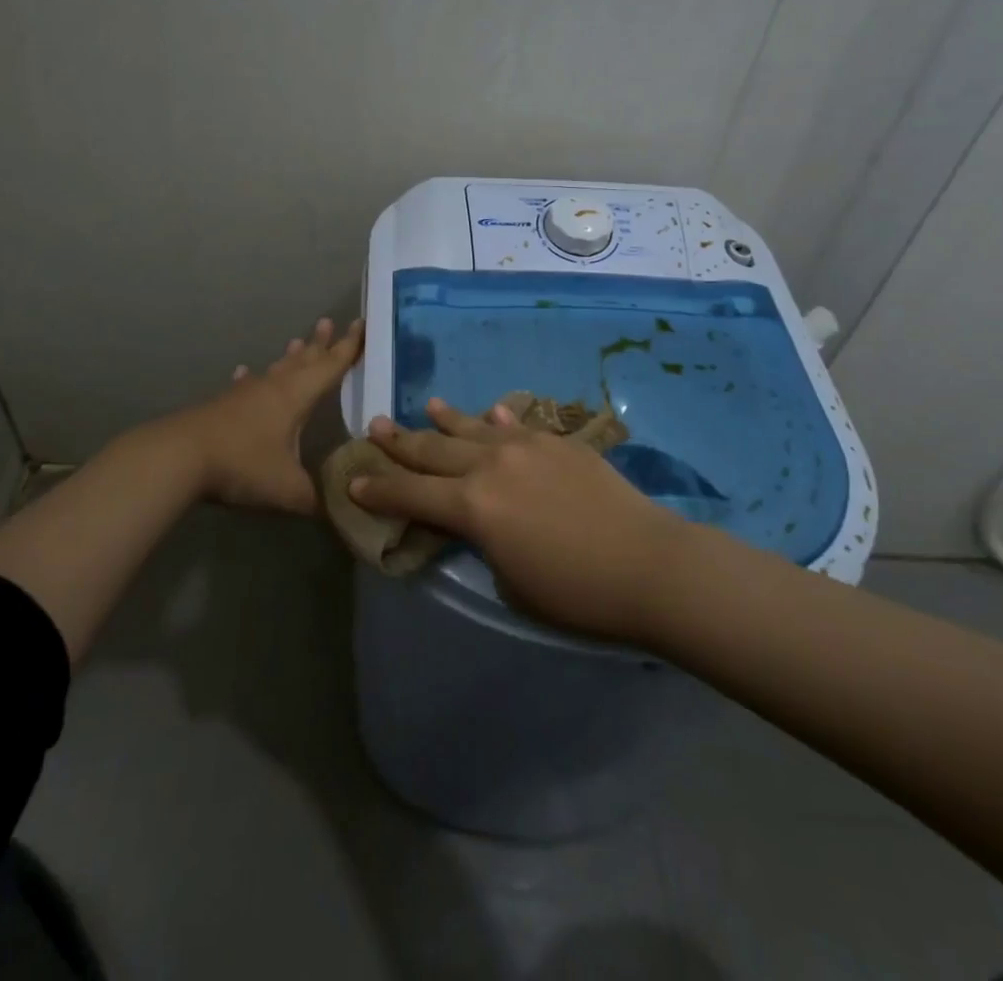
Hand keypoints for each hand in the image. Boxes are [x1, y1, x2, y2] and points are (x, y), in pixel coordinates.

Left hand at [152, 317, 363, 513]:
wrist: (180, 458)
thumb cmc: (243, 465)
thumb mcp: (288, 490)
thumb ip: (316, 499)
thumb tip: (338, 509)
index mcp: (296, 397)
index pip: (330, 366)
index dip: (348, 347)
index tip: (361, 324)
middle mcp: (272, 388)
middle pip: (302, 360)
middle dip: (320, 344)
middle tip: (330, 322)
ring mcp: (244, 395)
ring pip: (274, 369)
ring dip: (288, 357)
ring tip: (298, 341)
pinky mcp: (221, 406)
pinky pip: (243, 386)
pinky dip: (249, 379)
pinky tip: (244, 373)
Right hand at [351, 397, 691, 643]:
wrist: (649, 564)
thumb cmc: (576, 594)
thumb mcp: (509, 583)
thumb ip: (481, 543)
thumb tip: (476, 520)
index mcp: (472, 507)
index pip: (410, 495)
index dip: (378, 490)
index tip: (353, 480)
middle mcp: (491, 466)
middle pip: (433, 450)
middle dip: (399, 443)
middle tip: (374, 427)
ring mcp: (527, 446)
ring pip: (473, 429)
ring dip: (444, 420)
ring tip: (424, 407)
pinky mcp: (559, 442)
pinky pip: (517, 427)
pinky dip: (497, 422)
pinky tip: (490, 413)